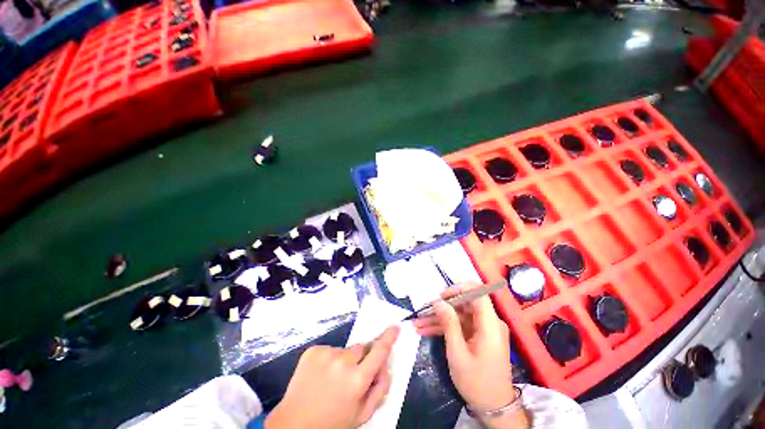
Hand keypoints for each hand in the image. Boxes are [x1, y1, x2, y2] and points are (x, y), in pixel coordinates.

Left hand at [265, 326, 399, 428]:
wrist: (293, 425)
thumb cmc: (332, 423)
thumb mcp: (362, 414)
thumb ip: (380, 389)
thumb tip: (386, 366)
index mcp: (357, 380)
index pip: (379, 351)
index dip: (388, 338)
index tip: (395, 327)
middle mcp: (343, 362)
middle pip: (362, 348)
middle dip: (362, 358)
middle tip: (353, 375)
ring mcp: (326, 354)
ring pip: (346, 350)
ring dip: (344, 360)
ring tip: (332, 379)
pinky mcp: (313, 351)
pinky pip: (330, 350)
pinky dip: (329, 360)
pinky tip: (320, 376)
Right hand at [414, 285, 528, 427]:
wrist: (493, 408)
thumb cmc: (476, 383)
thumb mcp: (458, 354)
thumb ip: (449, 324)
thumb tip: (439, 302)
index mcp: (490, 325)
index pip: (478, 294)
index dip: (460, 289)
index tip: (441, 295)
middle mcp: (489, 323)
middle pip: (464, 304)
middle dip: (442, 306)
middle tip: (423, 310)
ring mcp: (483, 330)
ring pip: (458, 315)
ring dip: (438, 318)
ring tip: (417, 321)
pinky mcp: (477, 336)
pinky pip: (459, 325)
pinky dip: (443, 327)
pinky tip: (425, 329)